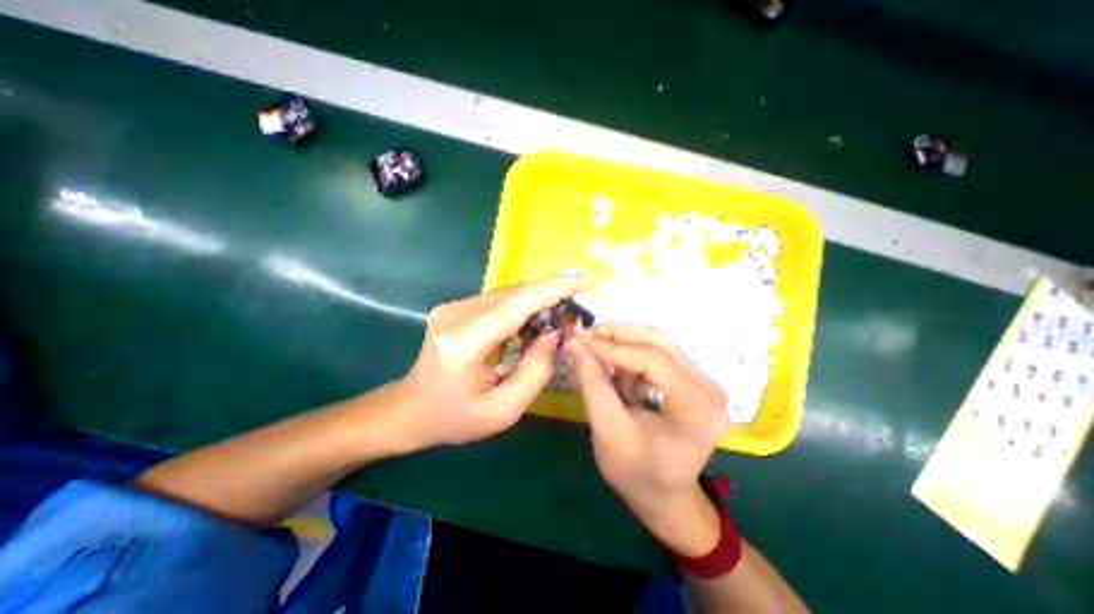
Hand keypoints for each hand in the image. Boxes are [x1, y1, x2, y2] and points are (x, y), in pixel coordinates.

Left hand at [395, 276, 584, 447]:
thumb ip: (534, 373)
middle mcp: (455, 315)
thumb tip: (553, 335)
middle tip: (574, 309)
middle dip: (549, 296)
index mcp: (463, 343)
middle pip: (513, 294)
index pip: (516, 304)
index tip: (582, 281)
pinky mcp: (454, 308)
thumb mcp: (502, 411)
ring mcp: (452, 308)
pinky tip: (530, 325)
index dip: (552, 289)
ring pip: (507, 294)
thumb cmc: (454, 418)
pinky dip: (520, 308)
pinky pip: (497, 301)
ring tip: (556, 319)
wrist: (409, 410)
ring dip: (535, 302)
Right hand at [564, 323, 724, 554]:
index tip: (578, 340)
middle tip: (584, 339)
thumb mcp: (609, 430)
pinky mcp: (691, 380)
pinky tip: (613, 368)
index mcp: (698, 406)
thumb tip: (574, 342)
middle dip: (617, 335)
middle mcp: (708, 387)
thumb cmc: (636, 473)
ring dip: (622, 343)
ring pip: (656, 342)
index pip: (653, 359)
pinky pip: (656, 353)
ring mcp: (702, 381)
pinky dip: (629, 355)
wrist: (664, 497)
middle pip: (658, 341)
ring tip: (594, 354)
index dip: (612, 347)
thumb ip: (593, 383)